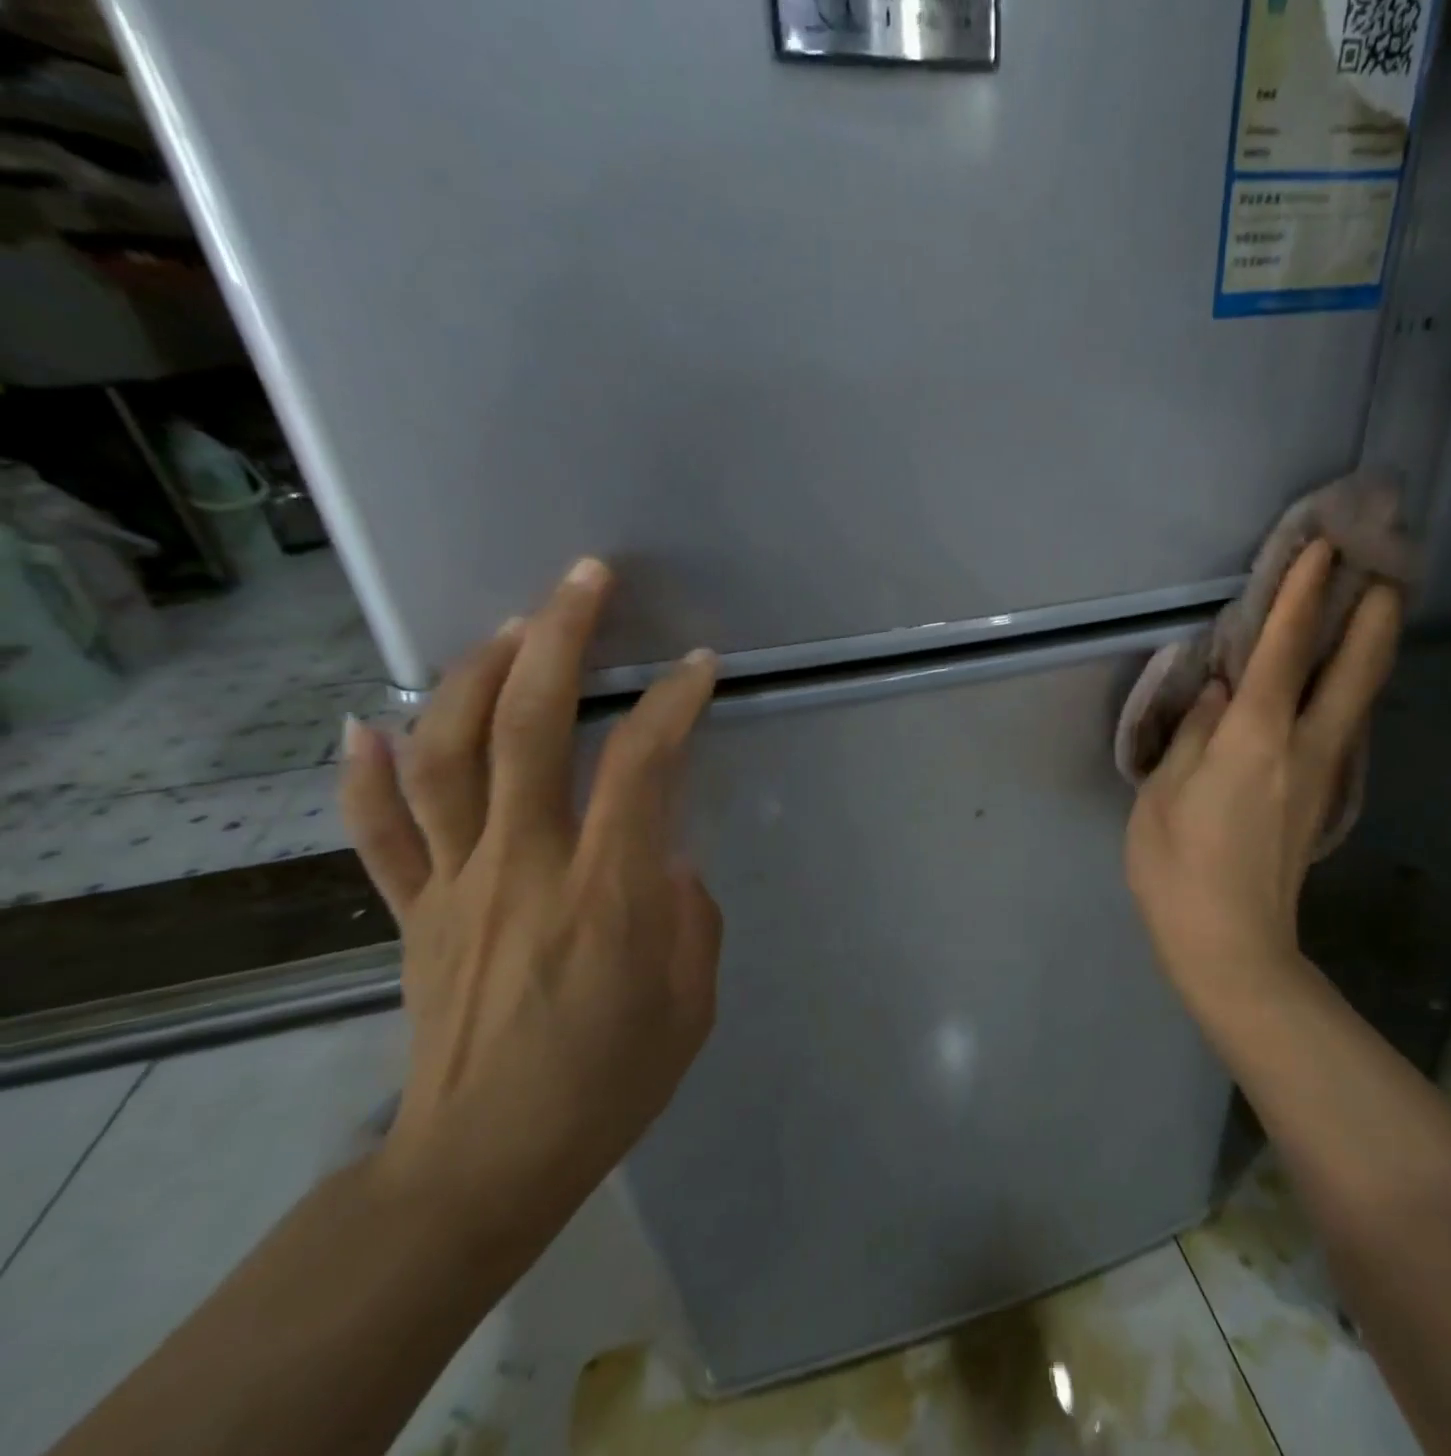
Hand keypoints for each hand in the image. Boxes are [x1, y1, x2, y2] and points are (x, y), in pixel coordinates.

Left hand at [337, 558, 721, 1245]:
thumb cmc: (609, 1083)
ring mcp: (455, 884)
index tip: (699, 665)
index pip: (641, 764)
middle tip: (584, 579)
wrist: (484, 1165)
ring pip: (444, 756)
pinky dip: (364, 773)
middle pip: (526, 727)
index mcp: (605, 891)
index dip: (673, 702)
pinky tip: (366, 721)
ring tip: (506, 626)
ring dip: (472, 676)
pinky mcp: (411, 912)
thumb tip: (663, 855)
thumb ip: (688, 913)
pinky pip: (379, 833)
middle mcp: (523, 865)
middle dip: (558, 639)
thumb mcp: (692, 1001)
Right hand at [1125, 540, 1401, 1029]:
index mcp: (1254, 739)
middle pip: (1353, 669)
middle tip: (1387, 569)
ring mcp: (1323, 775)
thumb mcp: (1162, 795)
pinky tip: (1338, 681)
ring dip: (1368, 650)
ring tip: (1372, 610)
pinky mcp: (1323, 799)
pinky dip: (1348, 689)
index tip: (1325, 549)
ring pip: (1358, 698)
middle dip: (1373, 615)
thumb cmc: (1179, 868)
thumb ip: (1192, 734)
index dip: (1303, 595)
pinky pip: (1342, 726)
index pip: (1283, 651)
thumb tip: (1218, 693)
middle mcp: (1303, 747)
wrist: (1232, 946)